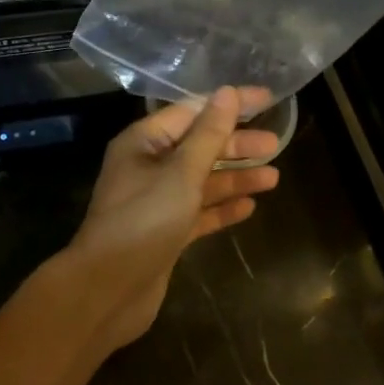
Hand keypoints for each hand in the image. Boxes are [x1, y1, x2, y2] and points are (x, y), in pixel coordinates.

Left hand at [64, 87, 281, 350]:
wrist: (107, 291)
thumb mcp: (181, 173)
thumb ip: (208, 135)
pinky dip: (222, 207)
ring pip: (202, 180)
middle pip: (199, 146)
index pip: (192, 111)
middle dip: (236, 145)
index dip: (229, 104)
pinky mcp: (166, 232)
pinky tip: (249, 207)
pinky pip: (199, 211)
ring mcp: (156, 201)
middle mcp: (148, 166)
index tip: (267, 99)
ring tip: (274, 177)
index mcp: (143, 142)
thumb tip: (227, 93)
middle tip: (276, 145)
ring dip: (235, 177)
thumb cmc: (143, 221)